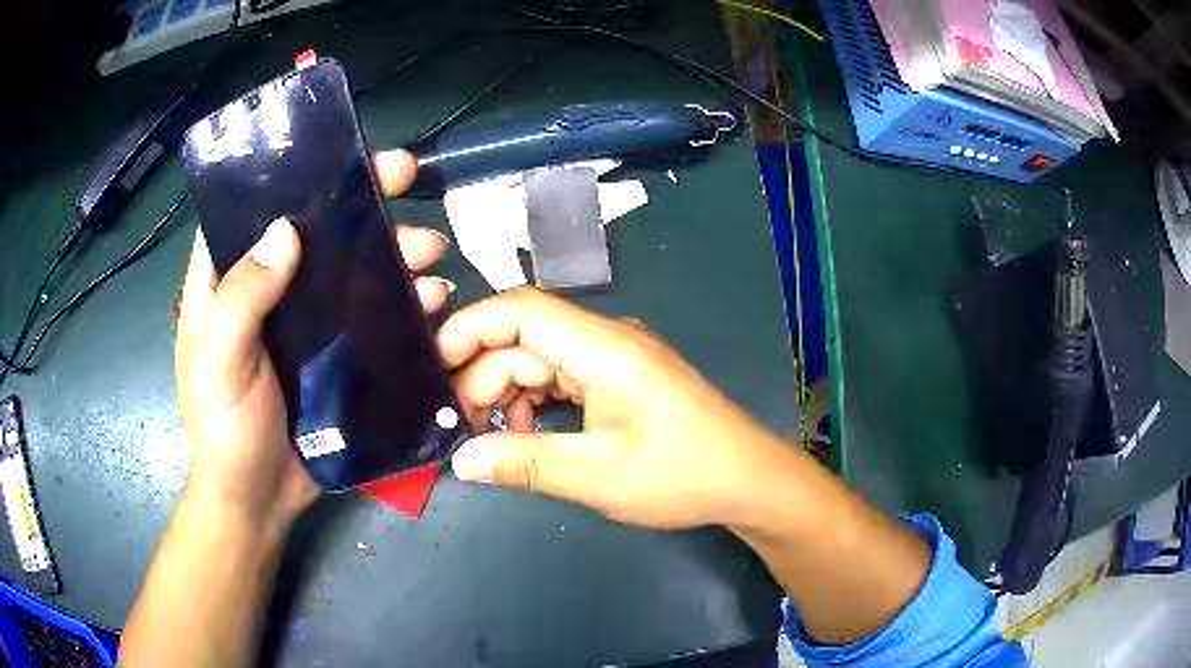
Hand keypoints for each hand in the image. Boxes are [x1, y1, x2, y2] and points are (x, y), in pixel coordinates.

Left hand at [175, 149, 449, 530]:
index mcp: (225, 283)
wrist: (258, 501)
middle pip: (312, 232)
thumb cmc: (225, 432)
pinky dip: (402, 304)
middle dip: (359, 204)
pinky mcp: (333, 355)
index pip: (250, 211)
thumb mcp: (219, 363)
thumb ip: (242, 299)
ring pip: (348, 271)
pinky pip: (370, 317)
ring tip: (431, 251)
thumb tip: (287, 230)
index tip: (335, 153)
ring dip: (391, 253)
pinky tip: (431, 302)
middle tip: (404, 179)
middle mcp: (266, 292)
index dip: (288, 176)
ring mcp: (303, 324)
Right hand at [440, 288, 793, 529]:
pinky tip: (525, 434)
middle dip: (483, 377)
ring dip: (508, 393)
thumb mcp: (595, 475)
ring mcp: (616, 358)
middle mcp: (606, 340)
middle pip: (524, 340)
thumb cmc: (680, 473)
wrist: (748, 479)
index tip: (433, 367)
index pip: (520, 310)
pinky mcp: (622, 379)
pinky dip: (535, 402)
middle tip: (456, 427)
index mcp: (602, 347)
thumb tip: (462, 460)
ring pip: (540, 360)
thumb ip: (522, 462)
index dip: (469, 329)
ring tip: (489, 437)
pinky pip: (563, 378)